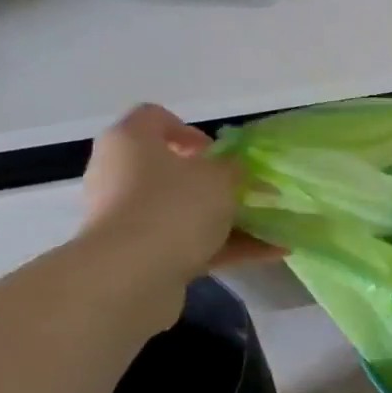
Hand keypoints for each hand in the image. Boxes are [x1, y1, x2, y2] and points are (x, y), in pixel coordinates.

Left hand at [78, 106, 281, 318]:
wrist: (132, 274)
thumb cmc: (174, 206)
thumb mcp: (220, 178)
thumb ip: (234, 168)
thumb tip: (235, 169)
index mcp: (131, 141)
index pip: (156, 118)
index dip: (193, 131)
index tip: (222, 154)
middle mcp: (120, 173)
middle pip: (171, 170)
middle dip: (214, 182)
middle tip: (248, 192)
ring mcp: (128, 216)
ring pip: (184, 210)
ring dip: (225, 218)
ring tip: (270, 227)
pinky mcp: (139, 252)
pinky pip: (188, 242)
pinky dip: (224, 246)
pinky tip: (269, 253)